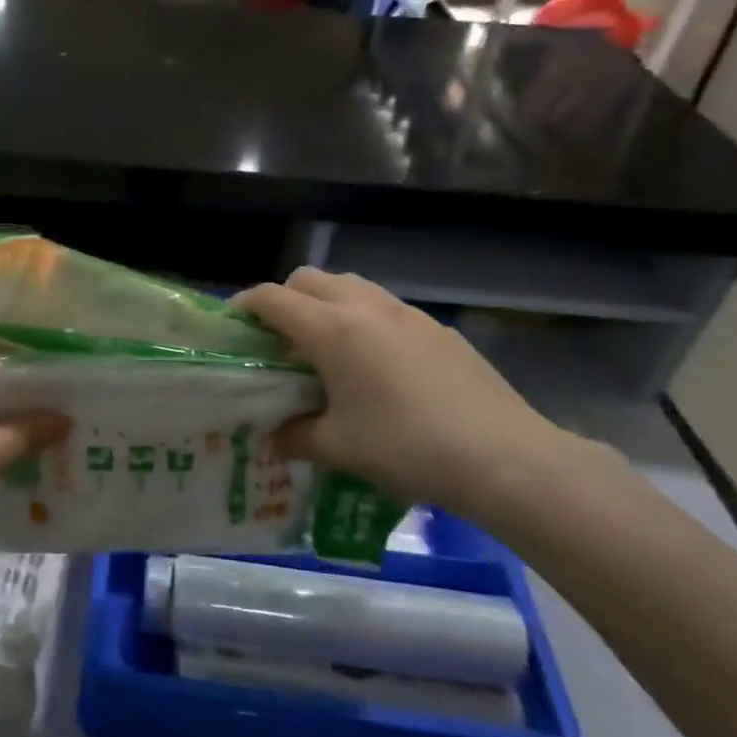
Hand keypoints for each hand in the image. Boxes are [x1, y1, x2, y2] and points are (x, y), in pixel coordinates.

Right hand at [235, 269, 570, 516]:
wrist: (504, 457)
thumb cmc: (405, 447)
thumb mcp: (337, 448)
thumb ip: (294, 437)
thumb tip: (275, 437)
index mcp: (331, 329)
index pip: (271, 298)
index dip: (244, 306)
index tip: (232, 326)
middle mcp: (366, 308)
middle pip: (309, 279)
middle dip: (284, 299)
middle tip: (278, 340)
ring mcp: (407, 314)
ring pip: (351, 287)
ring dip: (326, 305)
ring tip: (326, 349)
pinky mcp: (438, 329)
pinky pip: (386, 309)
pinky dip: (364, 322)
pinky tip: (377, 367)